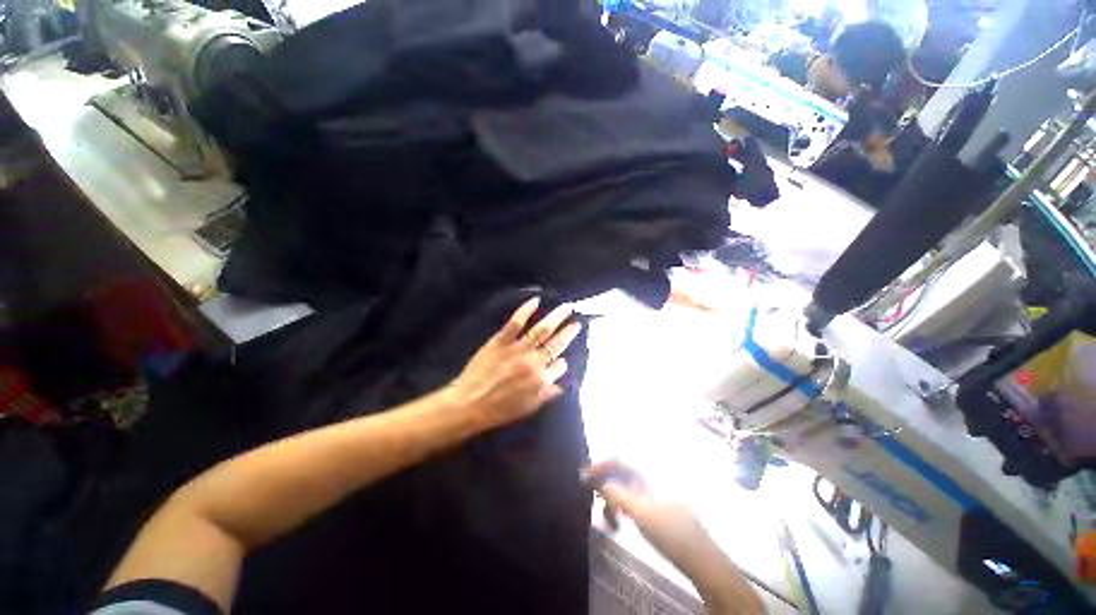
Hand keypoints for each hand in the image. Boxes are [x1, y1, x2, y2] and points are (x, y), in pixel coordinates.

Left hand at [451, 297, 581, 430]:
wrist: (469, 404)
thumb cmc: (497, 410)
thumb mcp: (527, 408)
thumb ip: (546, 395)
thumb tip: (561, 385)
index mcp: (541, 379)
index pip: (560, 366)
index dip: (562, 362)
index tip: (561, 358)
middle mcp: (534, 362)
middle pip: (556, 343)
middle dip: (569, 332)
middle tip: (577, 321)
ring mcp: (518, 349)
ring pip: (542, 329)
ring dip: (556, 317)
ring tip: (567, 307)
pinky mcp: (501, 340)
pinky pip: (516, 322)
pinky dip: (526, 310)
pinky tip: (536, 300)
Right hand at [585, 461, 767, 614]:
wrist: (700, 558)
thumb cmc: (671, 533)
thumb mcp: (640, 513)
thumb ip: (617, 494)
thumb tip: (598, 482)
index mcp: (650, 472)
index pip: (619, 458)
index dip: (600, 465)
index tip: (585, 476)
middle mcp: (651, 476)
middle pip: (621, 472)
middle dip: (605, 484)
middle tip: (594, 501)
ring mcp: (655, 490)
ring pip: (626, 487)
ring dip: (613, 499)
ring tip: (609, 519)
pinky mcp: (656, 504)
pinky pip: (632, 498)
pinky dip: (622, 507)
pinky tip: (619, 522)